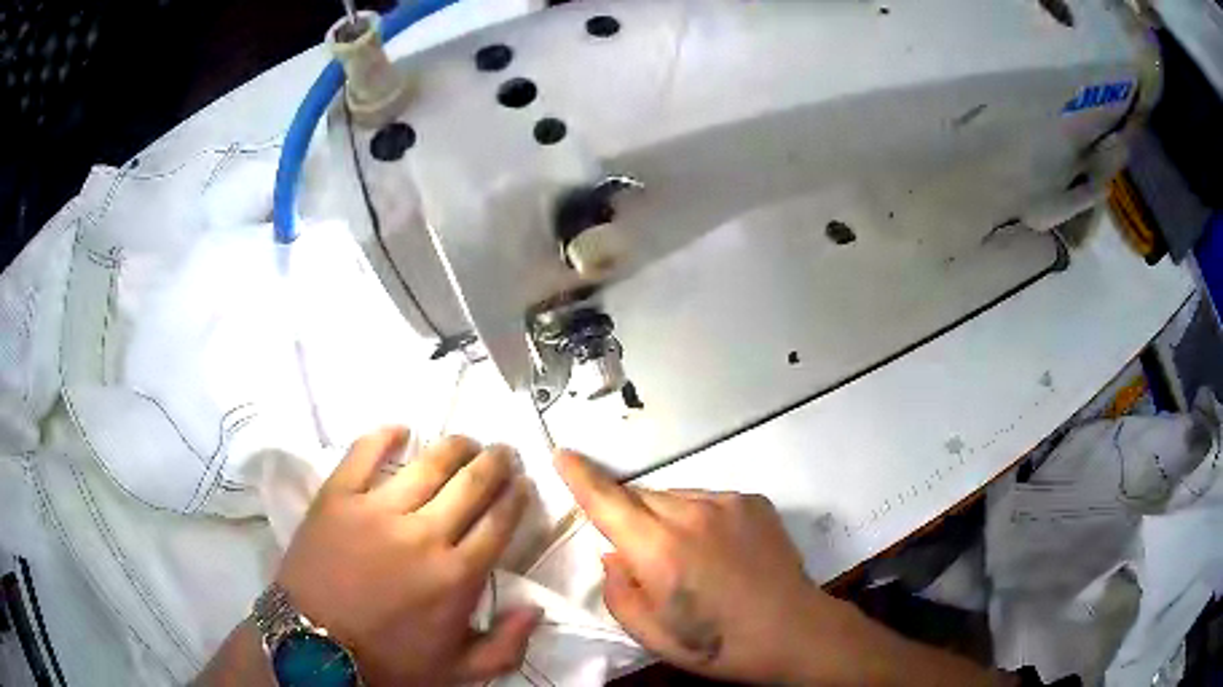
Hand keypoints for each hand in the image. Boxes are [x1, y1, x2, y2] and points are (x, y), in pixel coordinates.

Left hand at [276, 428, 539, 685]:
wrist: (313, 647)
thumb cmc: (388, 660)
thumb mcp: (457, 671)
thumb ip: (506, 647)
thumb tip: (536, 609)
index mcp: (456, 575)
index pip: (500, 520)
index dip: (516, 495)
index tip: (523, 482)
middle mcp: (424, 534)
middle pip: (472, 482)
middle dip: (497, 461)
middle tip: (503, 452)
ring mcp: (377, 509)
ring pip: (428, 462)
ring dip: (456, 445)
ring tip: (466, 441)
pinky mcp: (338, 496)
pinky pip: (364, 452)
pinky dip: (385, 435)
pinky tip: (401, 430)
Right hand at [554, 451, 994, 686]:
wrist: (794, 631)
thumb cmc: (718, 645)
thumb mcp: (652, 636)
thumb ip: (619, 591)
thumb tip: (612, 554)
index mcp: (660, 552)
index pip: (607, 502)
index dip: (581, 477)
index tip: (562, 454)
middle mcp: (691, 515)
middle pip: (638, 497)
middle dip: (627, 516)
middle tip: (641, 554)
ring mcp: (726, 503)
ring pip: (672, 497)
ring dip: (663, 518)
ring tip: (686, 557)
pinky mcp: (752, 501)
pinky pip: (705, 500)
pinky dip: (696, 518)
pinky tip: (717, 551)